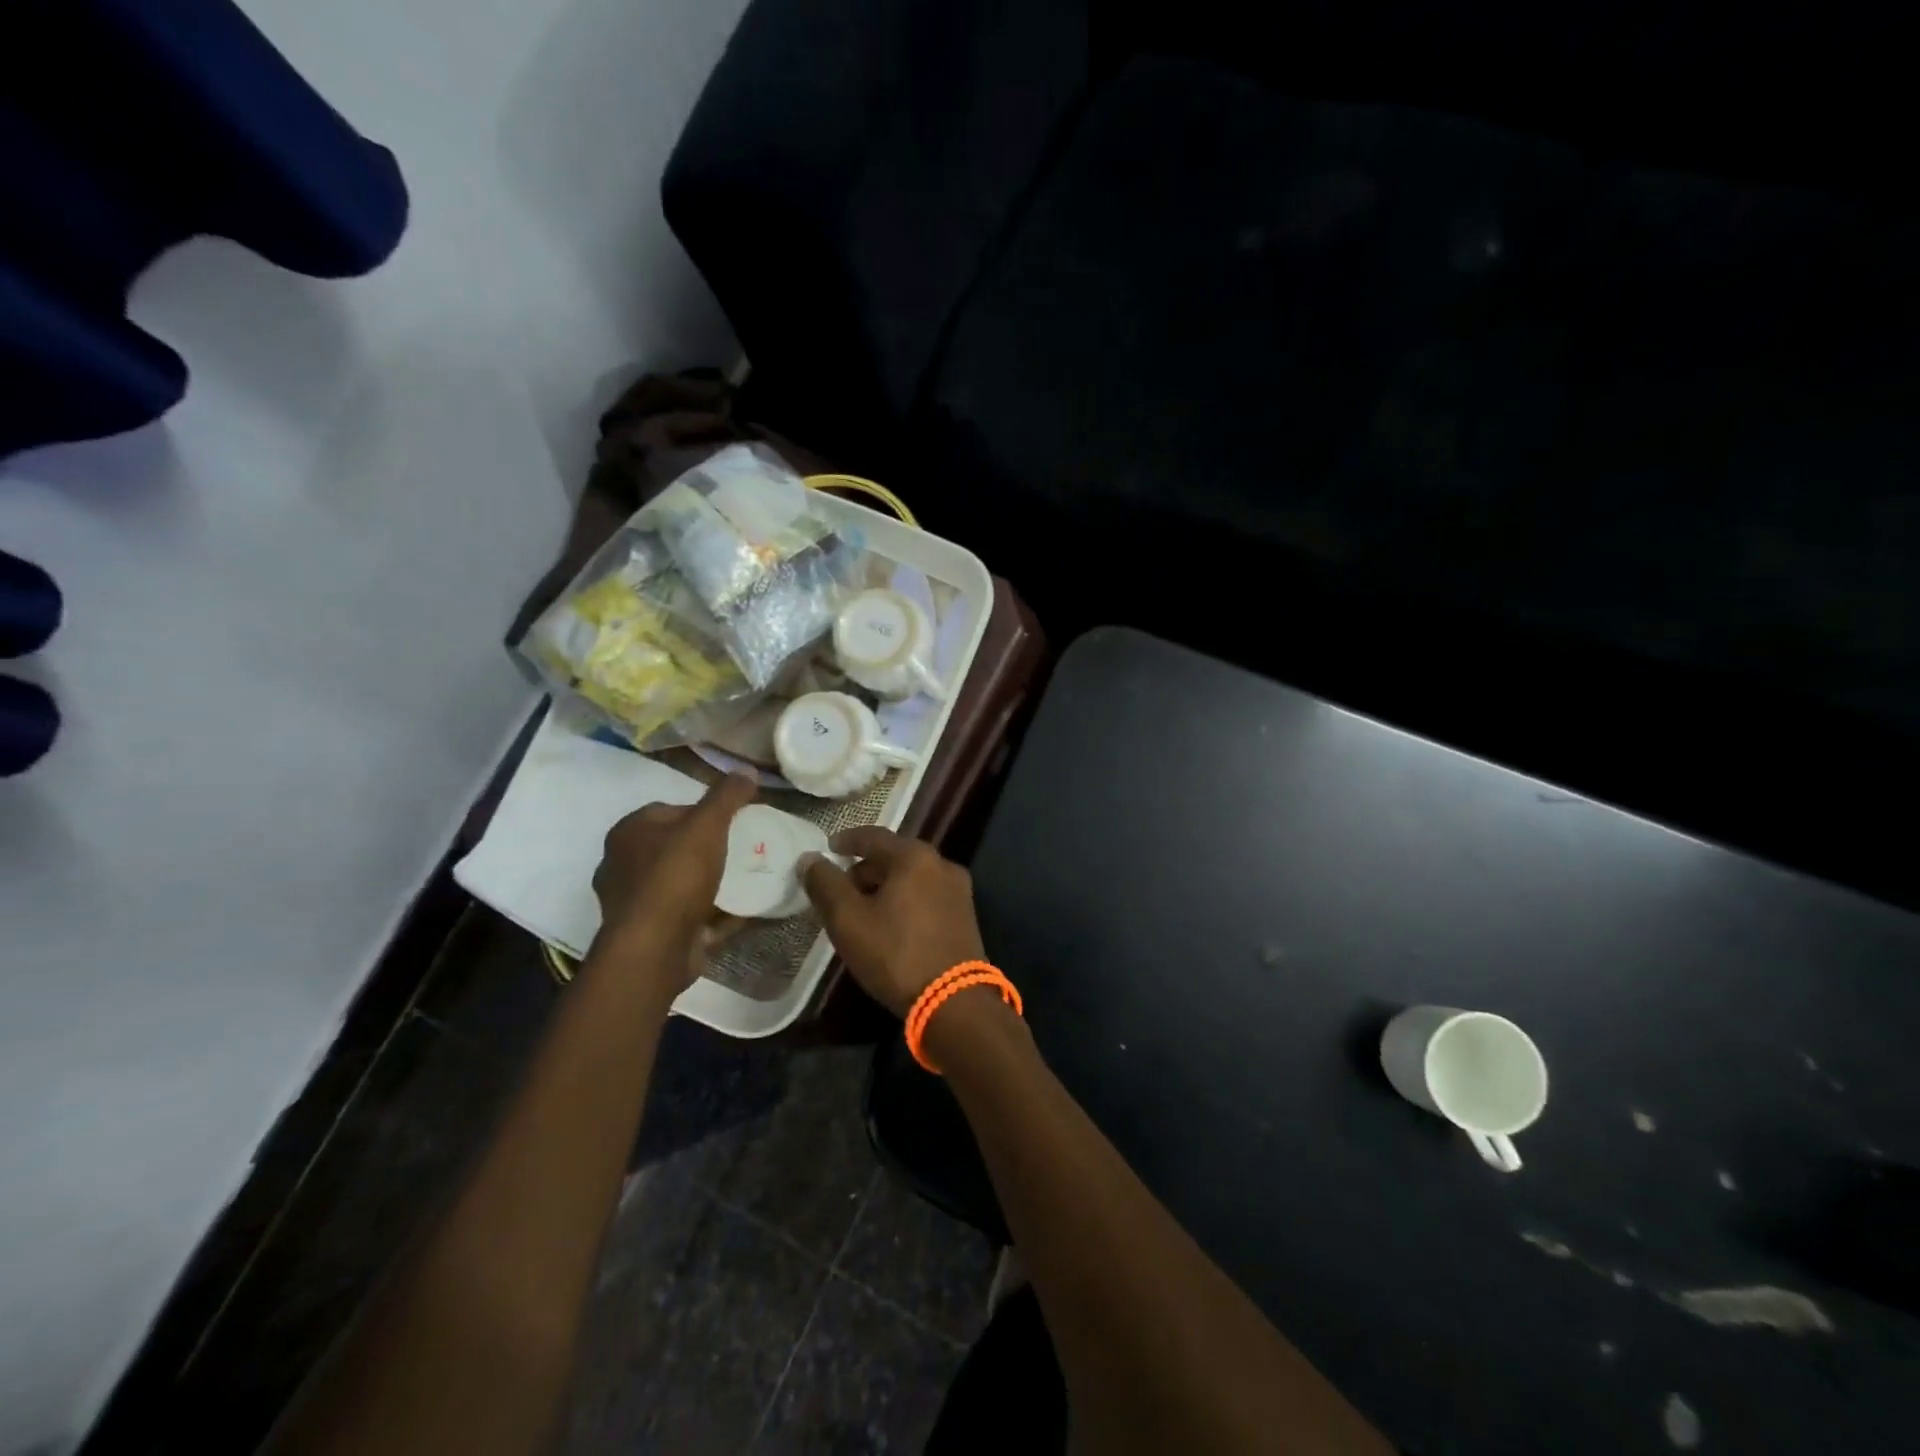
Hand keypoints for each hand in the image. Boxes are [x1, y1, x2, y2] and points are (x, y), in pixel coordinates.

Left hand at [592, 772, 755, 987]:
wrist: (654, 949)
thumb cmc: (675, 877)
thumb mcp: (707, 825)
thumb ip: (727, 796)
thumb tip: (746, 770)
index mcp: (628, 834)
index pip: (669, 811)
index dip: (704, 812)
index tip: (735, 820)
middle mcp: (625, 866)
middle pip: (677, 848)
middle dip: (710, 849)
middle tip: (746, 848)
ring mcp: (638, 904)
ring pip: (684, 884)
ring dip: (715, 882)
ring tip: (750, 878)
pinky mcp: (655, 934)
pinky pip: (693, 915)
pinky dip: (718, 912)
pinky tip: (747, 909)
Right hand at [801, 828, 985, 1016]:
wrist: (953, 1002)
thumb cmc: (895, 954)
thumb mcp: (848, 920)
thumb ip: (825, 884)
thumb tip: (810, 858)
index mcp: (915, 857)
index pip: (873, 836)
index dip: (847, 841)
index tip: (829, 848)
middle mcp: (942, 865)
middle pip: (895, 856)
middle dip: (865, 869)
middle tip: (840, 888)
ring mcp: (959, 890)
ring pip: (912, 877)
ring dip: (885, 886)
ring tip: (861, 910)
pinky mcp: (965, 916)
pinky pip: (926, 895)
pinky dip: (905, 900)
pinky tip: (890, 924)